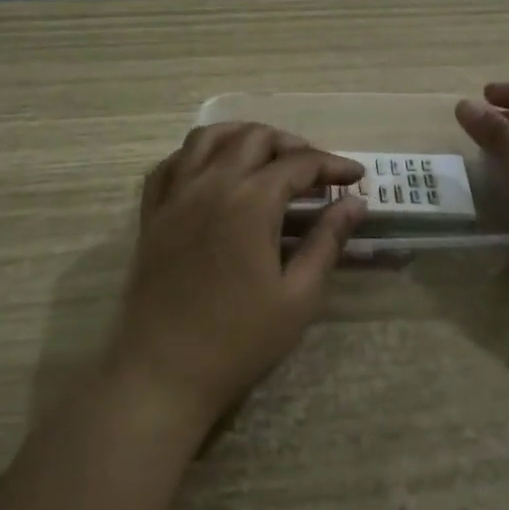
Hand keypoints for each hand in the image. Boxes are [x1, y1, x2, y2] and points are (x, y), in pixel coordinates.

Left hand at [109, 123, 365, 432]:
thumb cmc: (238, 340)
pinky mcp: (151, 213)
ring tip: (266, 157)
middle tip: (315, 172)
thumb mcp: (298, 297)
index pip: (299, 163)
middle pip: (254, 137)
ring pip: (208, 137)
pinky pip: (171, 163)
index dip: (332, 165)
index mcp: (250, 201)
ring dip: (242, 137)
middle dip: (291, 144)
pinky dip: (197, 155)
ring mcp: (174, 195)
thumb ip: (326, 241)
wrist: (162, 372)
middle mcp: (210, 184)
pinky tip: (212, 173)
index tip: (357, 177)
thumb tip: (354, 204)